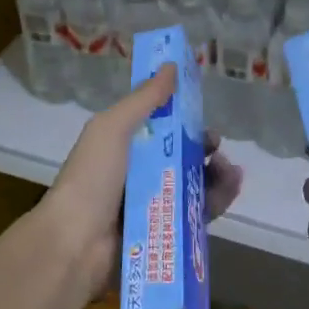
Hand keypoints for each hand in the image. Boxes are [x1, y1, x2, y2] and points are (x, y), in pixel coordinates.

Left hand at [41, 64, 244, 303]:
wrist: (77, 243)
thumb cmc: (92, 179)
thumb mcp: (113, 129)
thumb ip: (144, 99)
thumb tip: (171, 65)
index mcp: (123, 148)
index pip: (160, 129)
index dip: (182, 120)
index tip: (200, 114)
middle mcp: (138, 174)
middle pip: (182, 157)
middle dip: (204, 148)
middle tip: (216, 147)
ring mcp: (153, 205)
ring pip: (195, 184)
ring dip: (217, 173)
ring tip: (230, 171)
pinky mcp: (167, 231)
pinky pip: (198, 213)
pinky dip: (217, 199)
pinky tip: (231, 188)